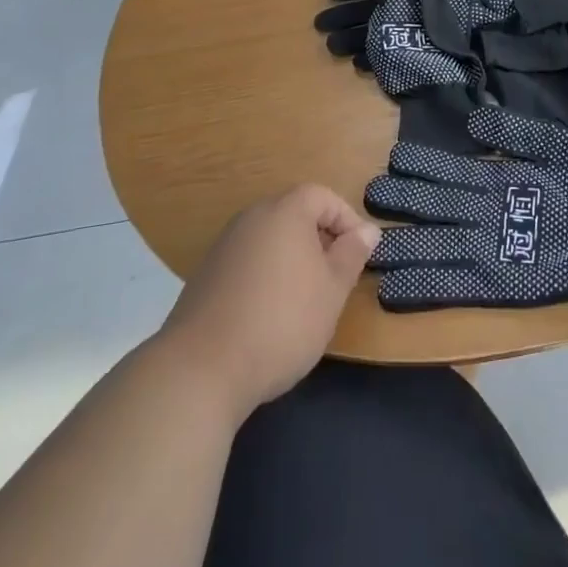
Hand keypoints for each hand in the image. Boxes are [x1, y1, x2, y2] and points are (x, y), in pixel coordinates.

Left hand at [157, 185, 379, 417]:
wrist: (201, 369)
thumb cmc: (281, 322)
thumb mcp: (332, 290)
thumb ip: (352, 254)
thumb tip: (367, 230)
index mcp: (285, 211)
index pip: (323, 196)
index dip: (347, 221)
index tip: (359, 255)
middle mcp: (253, 217)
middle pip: (294, 214)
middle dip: (320, 239)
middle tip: (334, 277)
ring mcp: (225, 245)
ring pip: (270, 239)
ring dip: (292, 259)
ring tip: (305, 299)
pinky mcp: (205, 275)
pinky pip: (248, 261)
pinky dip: (265, 276)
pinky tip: (268, 314)